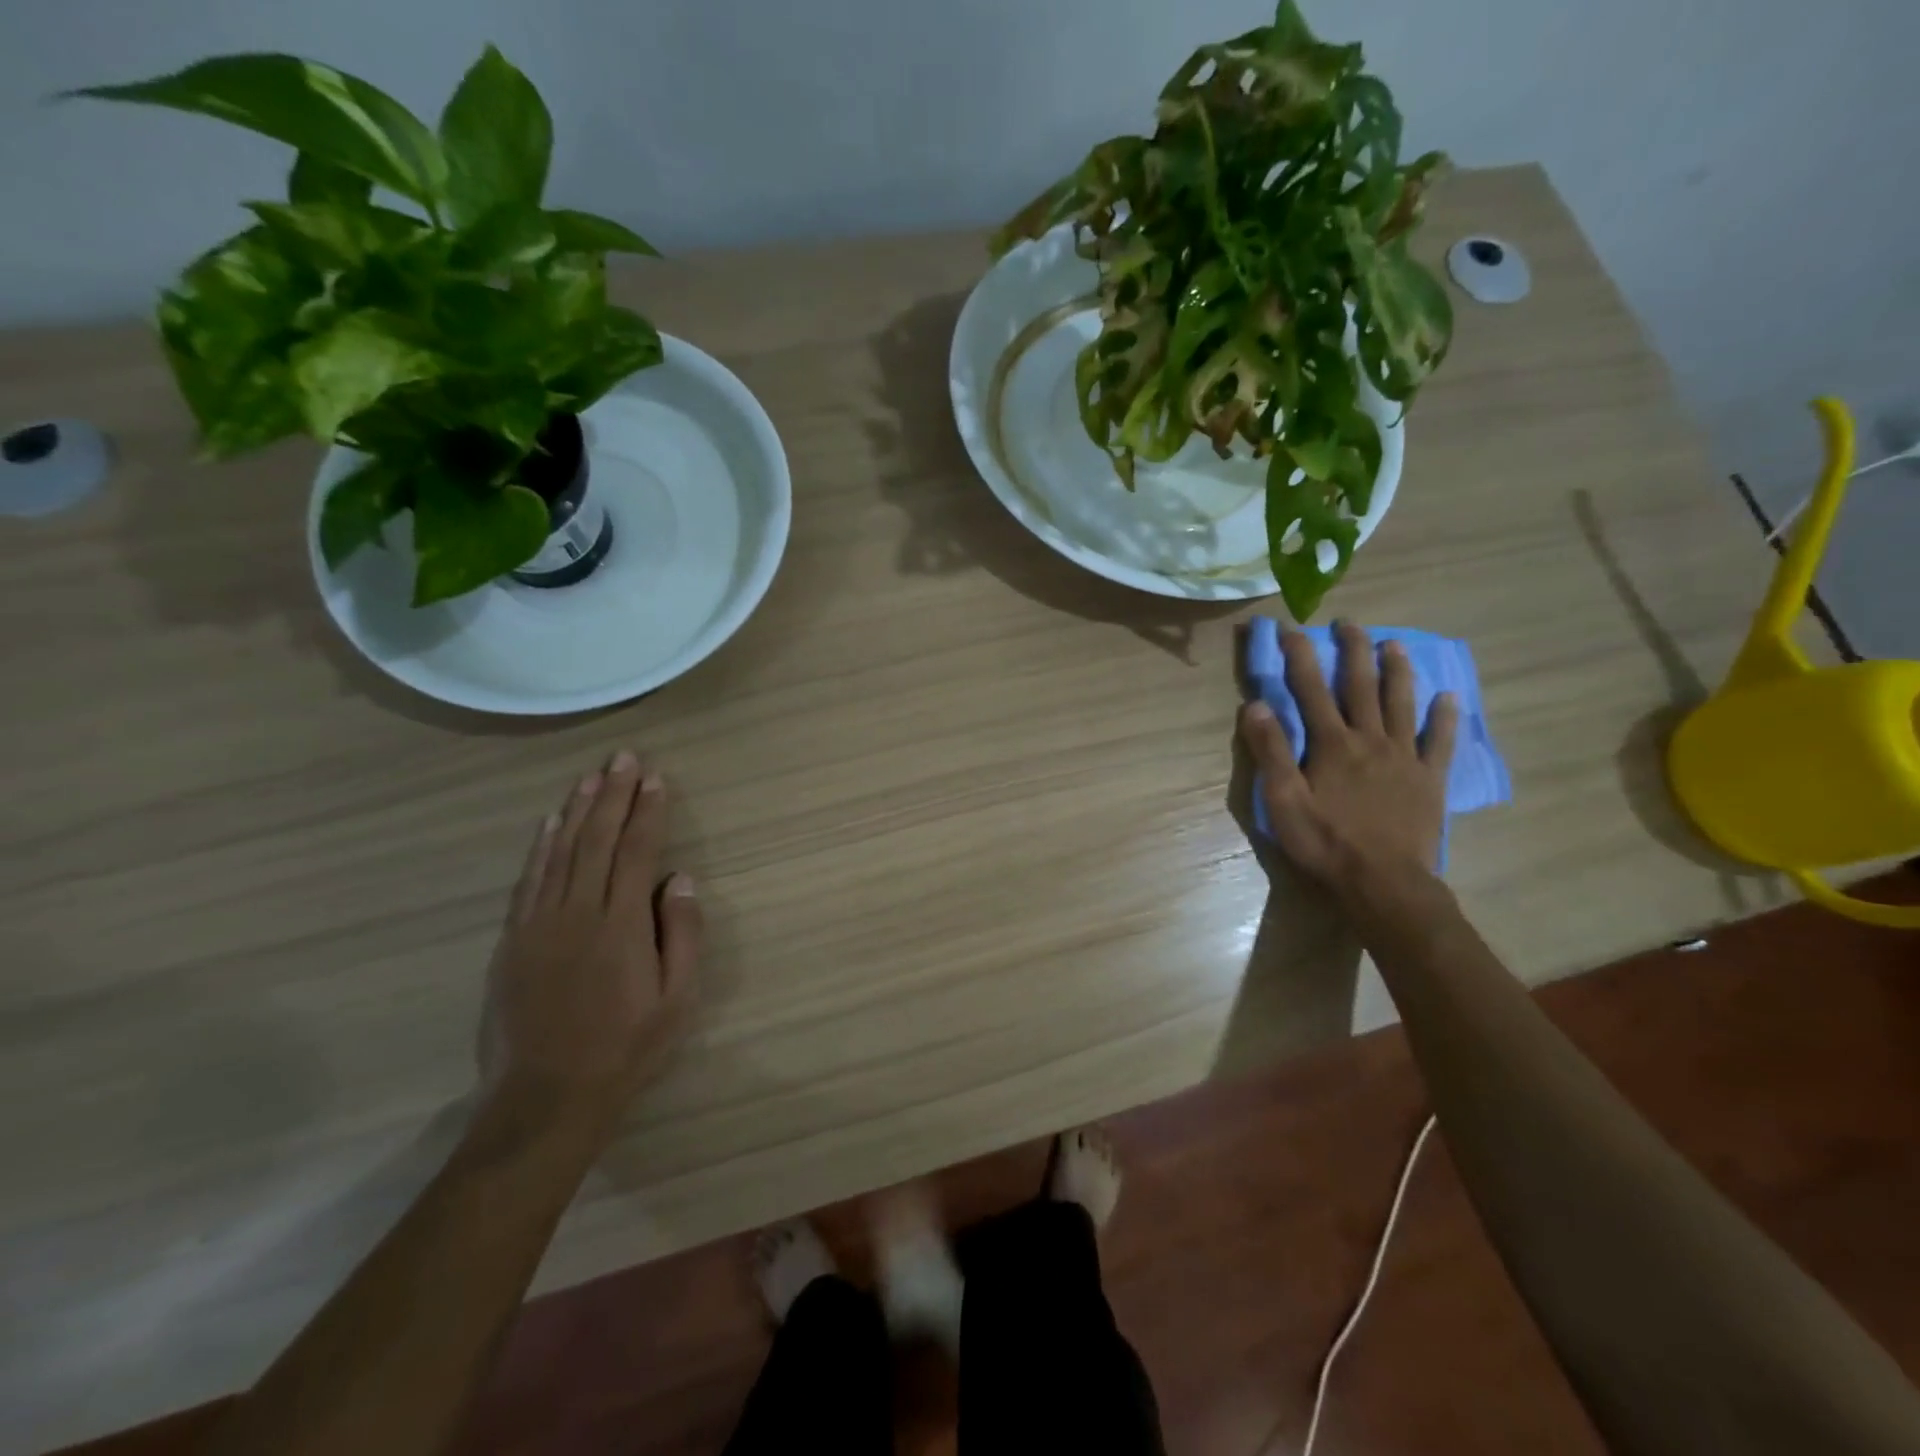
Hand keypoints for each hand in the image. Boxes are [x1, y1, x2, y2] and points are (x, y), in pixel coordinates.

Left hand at [479, 751, 700, 1144]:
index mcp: (622, 925)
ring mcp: (539, 924)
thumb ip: (682, 935)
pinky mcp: (513, 940)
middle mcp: (578, 913)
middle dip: (614, 795)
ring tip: (592, 776)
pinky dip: (541, 846)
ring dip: (578, 809)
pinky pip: (529, 880)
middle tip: (624, 758)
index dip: (648, 812)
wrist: (545, 1099)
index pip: (637, 852)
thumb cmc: (626, 1049)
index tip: (656, 778)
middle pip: (597, 840)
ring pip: (560, 852)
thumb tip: (680, 880)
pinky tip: (551, 824)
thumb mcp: (677, 1000)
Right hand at [1239, 621, 1457, 899]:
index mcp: (1332, 744)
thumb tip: (1257, 704)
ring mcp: (1405, 757)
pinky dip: (1445, 717)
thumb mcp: (1283, 801)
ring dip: (1397, 670)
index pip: (1311, 689)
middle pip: (1361, 685)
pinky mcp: (1430, 779)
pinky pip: (1440, 741)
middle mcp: (1370, 740)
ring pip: (1401, 703)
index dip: (1300, 656)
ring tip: (1394, 644)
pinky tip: (1448, 697)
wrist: (1383, 883)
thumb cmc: (1325, 843)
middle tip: (1348, 622)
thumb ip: (1271, 751)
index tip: (1290, 628)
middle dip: (1352, 650)